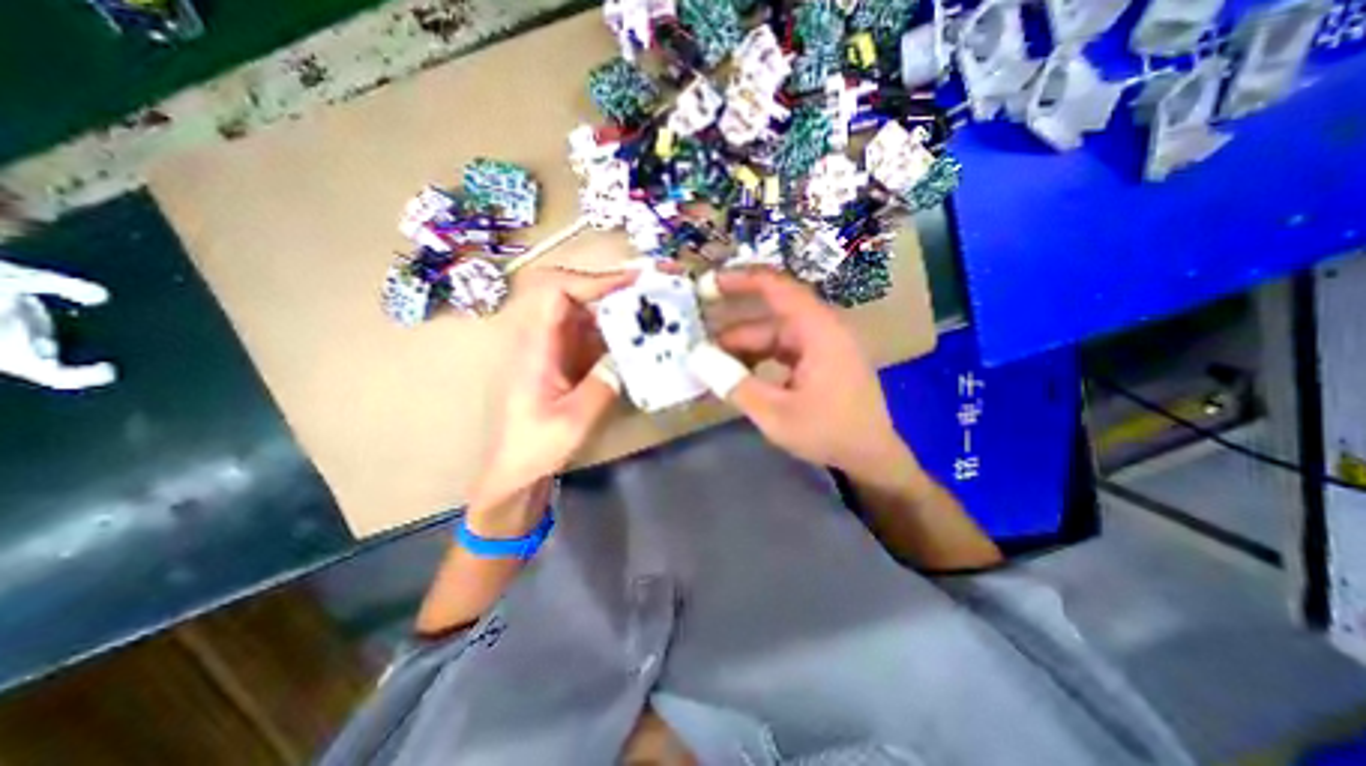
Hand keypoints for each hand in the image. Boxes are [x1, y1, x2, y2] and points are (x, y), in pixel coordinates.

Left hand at [476, 266, 633, 510]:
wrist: (518, 467)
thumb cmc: (534, 446)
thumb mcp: (571, 422)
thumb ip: (600, 387)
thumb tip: (628, 355)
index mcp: (536, 347)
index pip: (557, 292)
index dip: (594, 281)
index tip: (633, 284)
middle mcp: (546, 338)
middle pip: (578, 295)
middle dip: (616, 290)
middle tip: (655, 293)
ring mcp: (559, 348)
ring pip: (591, 314)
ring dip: (622, 309)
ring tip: (656, 311)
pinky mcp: (571, 360)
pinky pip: (597, 335)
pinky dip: (620, 332)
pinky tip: (643, 340)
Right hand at [703, 269, 916, 477]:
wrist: (871, 458)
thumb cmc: (829, 433)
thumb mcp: (776, 413)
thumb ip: (735, 384)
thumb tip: (696, 357)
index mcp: (818, 330)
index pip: (776, 287)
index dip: (740, 280)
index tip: (707, 285)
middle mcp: (820, 329)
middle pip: (768, 317)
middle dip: (731, 329)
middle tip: (695, 338)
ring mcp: (820, 346)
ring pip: (772, 337)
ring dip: (741, 349)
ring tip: (708, 364)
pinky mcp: (818, 362)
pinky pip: (780, 351)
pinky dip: (757, 360)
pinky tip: (735, 375)